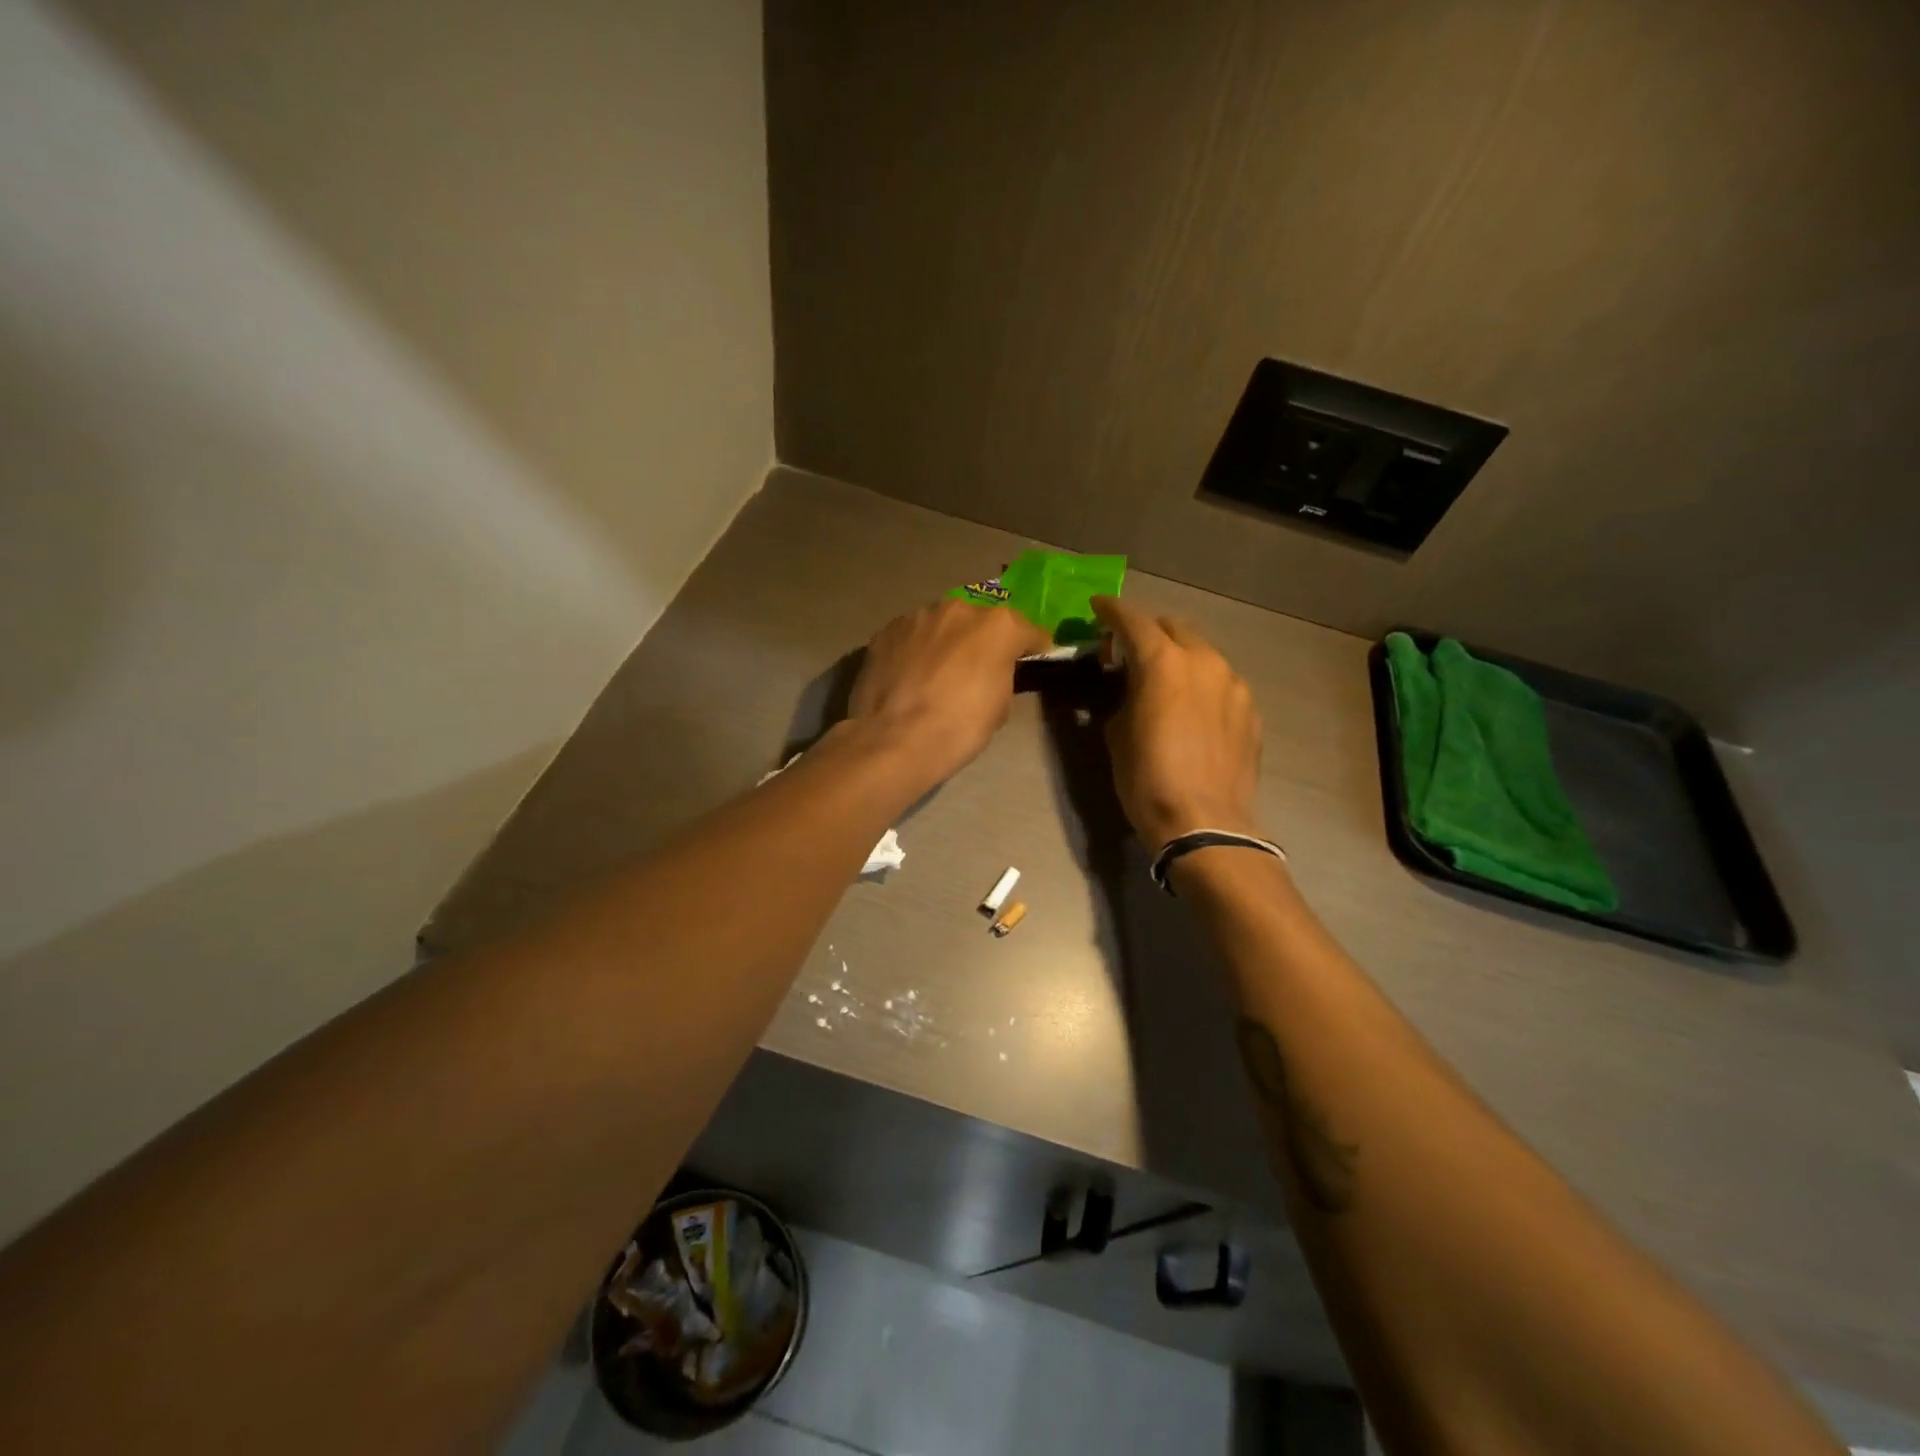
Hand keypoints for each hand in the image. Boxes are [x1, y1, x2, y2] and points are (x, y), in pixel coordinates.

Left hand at [846, 599, 1051, 789]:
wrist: (896, 739)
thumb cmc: (960, 727)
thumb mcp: (1001, 706)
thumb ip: (1003, 674)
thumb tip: (994, 671)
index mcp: (998, 626)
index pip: (1028, 631)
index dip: (1032, 648)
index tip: (1032, 659)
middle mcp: (959, 609)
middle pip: (980, 622)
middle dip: (983, 640)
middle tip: (977, 668)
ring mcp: (918, 616)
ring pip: (942, 625)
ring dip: (946, 642)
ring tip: (938, 672)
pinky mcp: (887, 630)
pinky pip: (912, 636)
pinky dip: (916, 650)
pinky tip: (910, 675)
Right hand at [1093, 596, 1263, 850]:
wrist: (1204, 823)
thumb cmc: (1147, 779)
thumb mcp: (1117, 734)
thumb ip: (1123, 695)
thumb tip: (1129, 687)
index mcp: (1164, 663)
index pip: (1134, 621)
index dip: (1112, 611)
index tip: (1098, 607)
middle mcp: (1204, 662)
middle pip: (1175, 627)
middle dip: (1149, 630)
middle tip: (1129, 649)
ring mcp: (1233, 685)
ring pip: (1202, 653)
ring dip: (1178, 656)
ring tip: (1163, 680)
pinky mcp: (1250, 710)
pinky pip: (1220, 682)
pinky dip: (1201, 683)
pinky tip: (1191, 709)